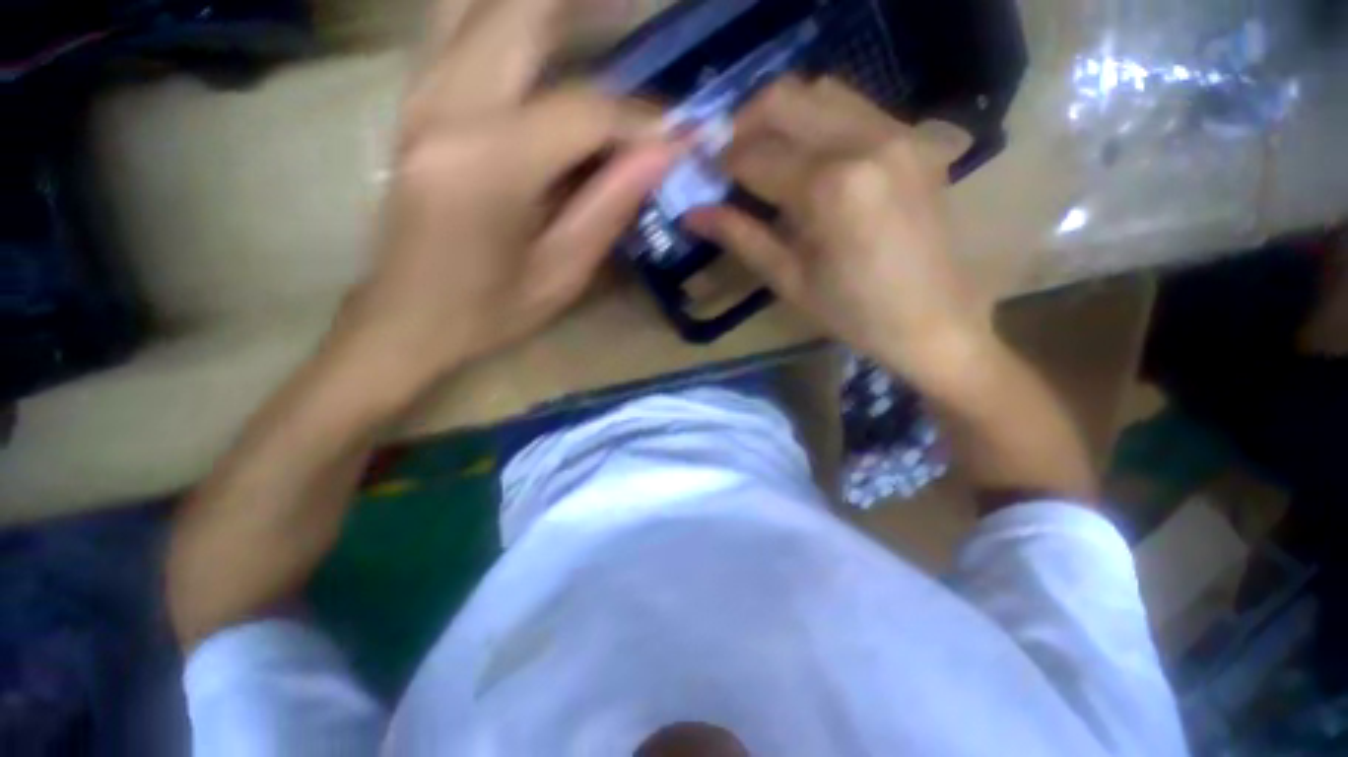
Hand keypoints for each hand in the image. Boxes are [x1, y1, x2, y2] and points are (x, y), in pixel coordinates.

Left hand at [333, 0, 681, 395]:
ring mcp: (420, 95)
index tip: (679, 131)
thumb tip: (664, 152)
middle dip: (588, 8)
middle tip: (635, 22)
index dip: (641, 117)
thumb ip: (612, 205)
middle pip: (519, 10)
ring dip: (542, 7)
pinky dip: (504, 19)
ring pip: (475, 3)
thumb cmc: (489, 311)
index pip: (583, 109)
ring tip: (598, 19)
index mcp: (488, 165)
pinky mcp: (415, 101)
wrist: (406, 318)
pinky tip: (546, 40)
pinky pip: (456, 26)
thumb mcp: (563, 273)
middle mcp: (445, 107)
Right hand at [685, 78, 990, 387]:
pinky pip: (852, 106)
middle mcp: (864, 143)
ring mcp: (896, 133)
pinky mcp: (913, 139)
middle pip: (784, 100)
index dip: (720, 165)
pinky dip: (816, 120)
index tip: (704, 179)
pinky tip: (806, 158)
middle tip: (727, 161)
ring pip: (819, 92)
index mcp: (829, 189)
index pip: (755, 157)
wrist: (935, 320)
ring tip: (763, 156)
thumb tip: (692, 213)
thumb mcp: (789, 280)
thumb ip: (741, 237)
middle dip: (742, 125)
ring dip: (779, 117)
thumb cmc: (854, 313)